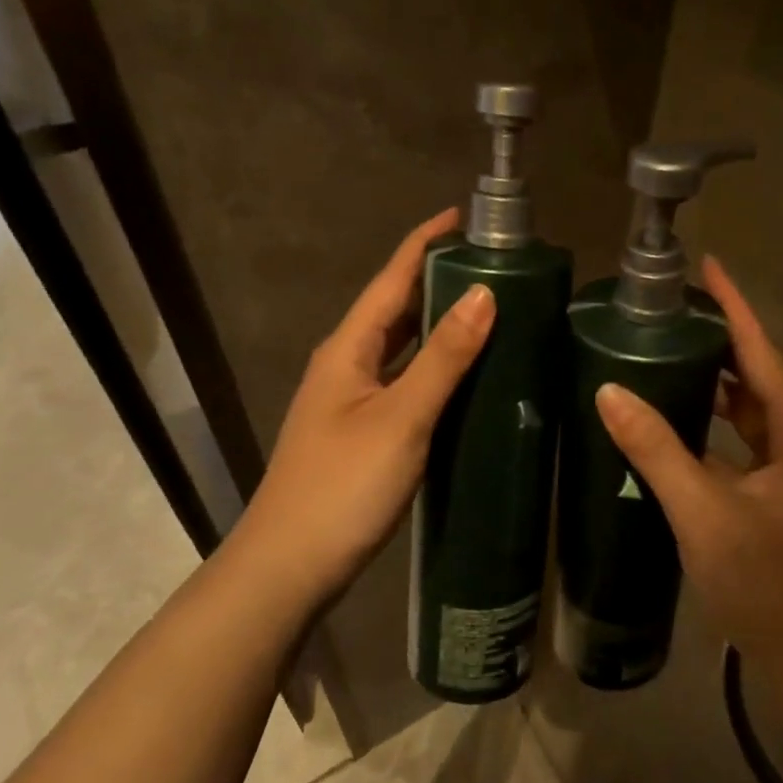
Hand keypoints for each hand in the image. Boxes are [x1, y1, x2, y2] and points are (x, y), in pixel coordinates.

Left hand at [226, 209, 494, 609]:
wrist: (289, 567)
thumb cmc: (343, 486)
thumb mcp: (401, 418)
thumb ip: (443, 357)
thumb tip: (484, 294)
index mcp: (348, 348)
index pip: (392, 278)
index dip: (425, 242)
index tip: (463, 215)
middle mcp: (347, 364)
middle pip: (395, 308)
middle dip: (437, 279)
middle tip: (493, 265)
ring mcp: (352, 400)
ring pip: (400, 347)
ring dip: (437, 324)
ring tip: (489, 309)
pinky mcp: (363, 431)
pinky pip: (404, 381)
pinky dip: (434, 367)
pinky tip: (465, 377)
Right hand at [594, 257, 782, 684]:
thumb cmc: (769, 582)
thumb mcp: (703, 512)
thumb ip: (656, 448)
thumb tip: (609, 390)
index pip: (762, 349)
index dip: (734, 305)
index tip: (706, 266)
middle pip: (758, 373)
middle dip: (719, 340)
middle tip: (665, 314)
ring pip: (752, 409)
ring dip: (715, 383)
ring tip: (664, 356)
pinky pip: (745, 441)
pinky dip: (714, 424)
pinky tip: (676, 423)